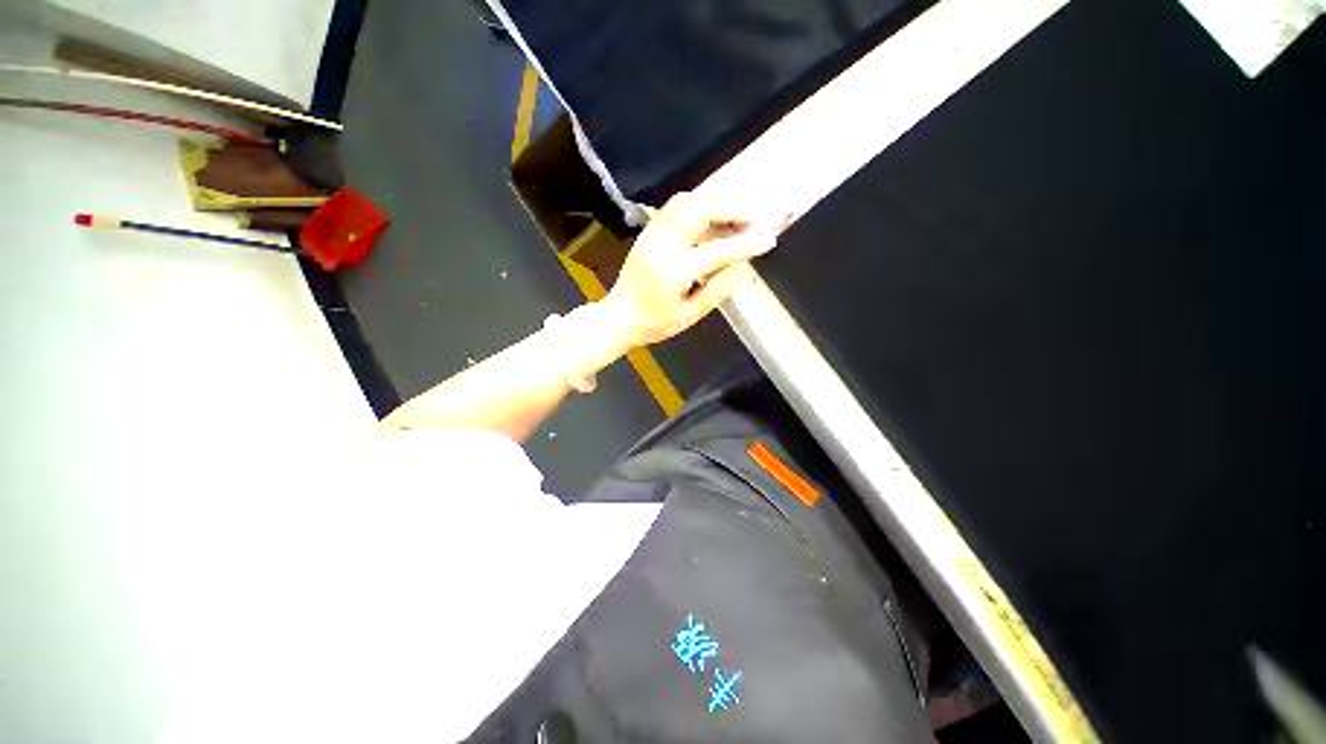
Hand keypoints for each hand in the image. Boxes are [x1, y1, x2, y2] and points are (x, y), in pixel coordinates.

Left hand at [601, 192, 776, 351]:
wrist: (618, 318)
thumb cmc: (655, 324)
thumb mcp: (690, 315)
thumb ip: (718, 290)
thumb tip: (743, 266)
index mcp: (674, 271)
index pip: (718, 250)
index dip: (746, 244)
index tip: (767, 241)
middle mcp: (662, 246)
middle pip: (699, 209)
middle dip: (730, 209)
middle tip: (750, 221)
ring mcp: (651, 235)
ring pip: (684, 202)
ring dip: (712, 204)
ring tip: (730, 219)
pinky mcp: (646, 233)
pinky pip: (672, 208)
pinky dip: (695, 208)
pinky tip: (707, 222)